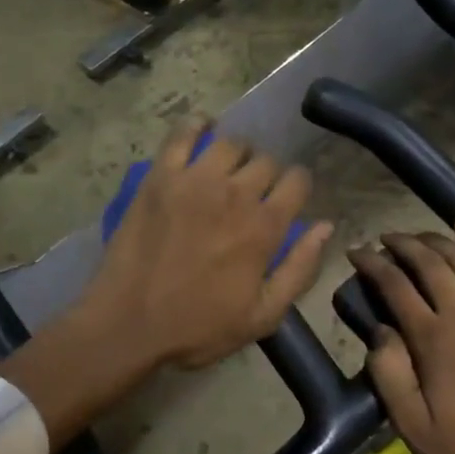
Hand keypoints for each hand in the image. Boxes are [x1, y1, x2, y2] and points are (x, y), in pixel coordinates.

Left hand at [82, 119, 333, 370]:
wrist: (128, 324)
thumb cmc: (197, 327)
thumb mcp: (262, 316)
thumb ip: (299, 269)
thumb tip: (325, 226)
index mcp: (264, 227)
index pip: (297, 181)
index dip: (296, 189)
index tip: (286, 201)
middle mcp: (235, 193)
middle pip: (265, 160)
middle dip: (266, 174)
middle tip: (251, 194)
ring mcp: (194, 180)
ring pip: (230, 143)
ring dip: (236, 154)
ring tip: (226, 171)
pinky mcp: (159, 176)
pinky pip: (182, 134)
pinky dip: (196, 126)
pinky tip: (201, 131)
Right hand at [351, 220, 454, 453]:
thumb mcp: (409, 424)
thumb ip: (388, 373)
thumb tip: (380, 330)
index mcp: (434, 339)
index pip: (396, 285)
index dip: (372, 264)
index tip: (355, 253)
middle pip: (431, 261)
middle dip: (402, 244)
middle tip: (382, 240)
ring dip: (437, 239)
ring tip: (416, 236)